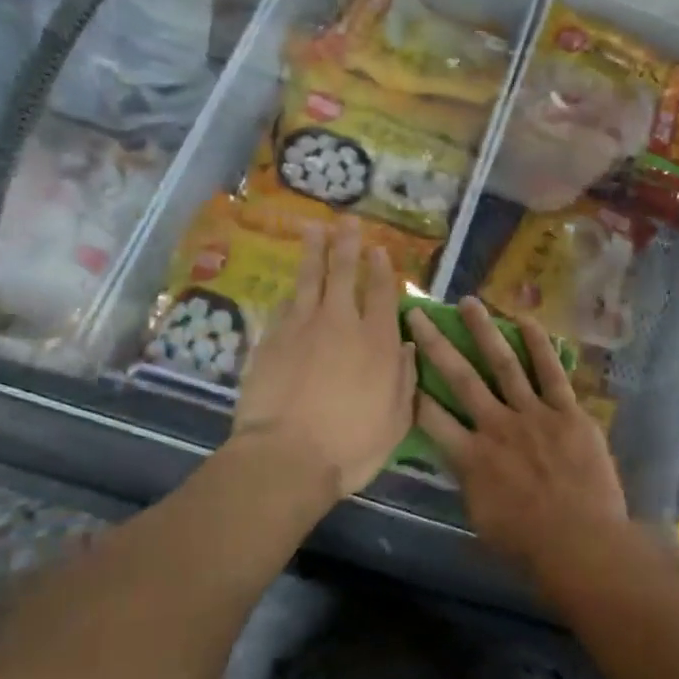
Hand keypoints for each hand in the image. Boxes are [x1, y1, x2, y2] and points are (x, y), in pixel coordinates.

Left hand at [234, 218, 415, 502]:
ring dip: (314, 252)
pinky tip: (291, 287)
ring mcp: (301, 328)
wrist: (286, 457)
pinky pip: (284, 307)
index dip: (381, 269)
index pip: (381, 293)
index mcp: (377, 341)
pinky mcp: (271, 341)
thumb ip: (404, 378)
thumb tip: (406, 346)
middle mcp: (341, 324)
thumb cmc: (351, 444)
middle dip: (347, 245)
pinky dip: (292, 293)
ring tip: (313, 229)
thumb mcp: (397, 419)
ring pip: (309, 279)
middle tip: (346, 221)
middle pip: (344, 273)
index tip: (379, 250)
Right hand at [406, 297, 627, 573]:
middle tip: (418, 314)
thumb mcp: (481, 519)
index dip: (412, 389)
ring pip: (503, 364)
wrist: (583, 543)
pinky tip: (525, 320)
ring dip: (484, 331)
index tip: (399, 363)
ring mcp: (533, 415)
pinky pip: (550, 372)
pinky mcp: (567, 412)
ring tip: (468, 302)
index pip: (431, 418)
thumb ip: (467, 482)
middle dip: (436, 344)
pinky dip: (538, 345)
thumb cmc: (529, 544)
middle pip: (460, 378)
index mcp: (471, 458)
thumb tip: (458, 458)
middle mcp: (496, 426)